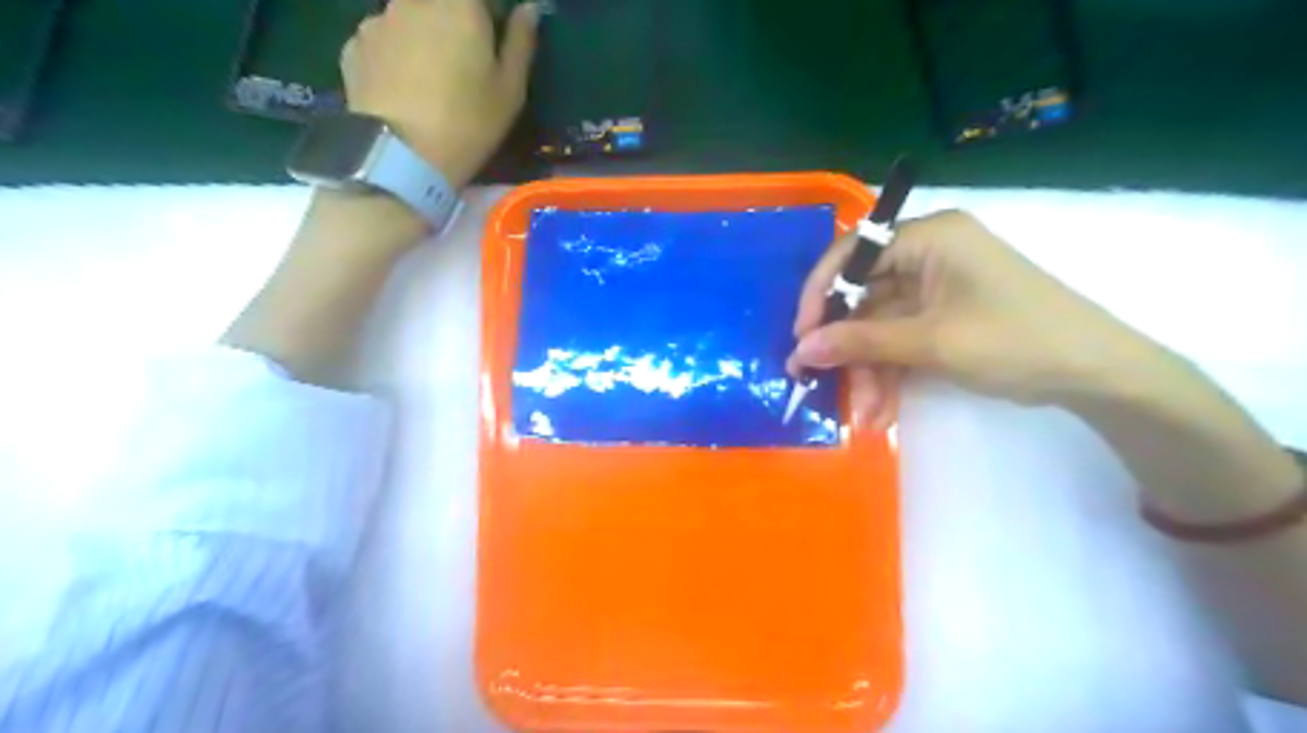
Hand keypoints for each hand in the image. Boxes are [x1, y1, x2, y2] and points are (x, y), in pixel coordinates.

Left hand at [342, 0, 540, 190]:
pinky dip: (393, 57)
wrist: (401, 157)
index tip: (494, 41)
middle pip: (439, 4)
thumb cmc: (469, 122)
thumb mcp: (510, 90)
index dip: (488, 15)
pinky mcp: (353, 46)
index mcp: (459, 4)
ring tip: (429, 83)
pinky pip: (382, 41)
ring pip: (408, 19)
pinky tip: (402, 91)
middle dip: (454, 25)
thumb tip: (529, 8)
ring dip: (421, 38)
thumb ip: (521, 42)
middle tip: (463, 67)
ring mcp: (377, 20)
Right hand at [785, 208, 1163, 426]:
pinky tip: (880, 408)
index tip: (801, 336)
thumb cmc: (1014, 340)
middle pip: (864, 296)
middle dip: (845, 346)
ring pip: (880, 325)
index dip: (820, 294)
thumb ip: (860, 342)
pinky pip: (901, 340)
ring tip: (861, 412)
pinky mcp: (944, 316)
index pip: (853, 254)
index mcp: (929, 237)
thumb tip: (802, 349)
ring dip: (867, 369)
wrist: (1096, 374)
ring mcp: (936, 288)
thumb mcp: (930, 342)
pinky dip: (889, 371)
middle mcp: (928, 255)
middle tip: (815, 381)